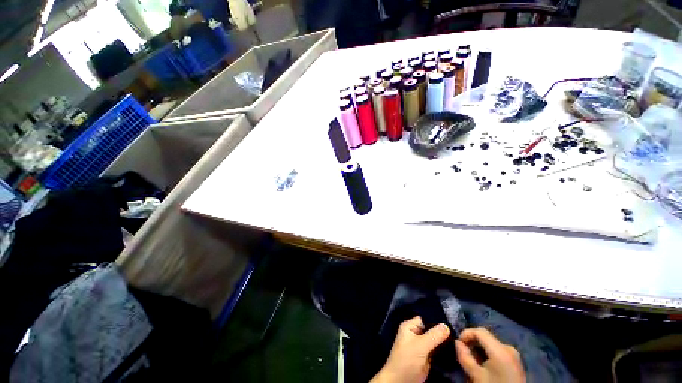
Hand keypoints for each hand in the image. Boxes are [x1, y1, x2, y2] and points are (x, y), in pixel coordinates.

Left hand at [371, 316, 450, 382]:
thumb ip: (433, 335)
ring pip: (436, 340)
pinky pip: (437, 350)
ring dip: (445, 341)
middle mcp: (416, 334)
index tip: (452, 320)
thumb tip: (446, 325)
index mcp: (410, 326)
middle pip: (431, 329)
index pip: (425, 318)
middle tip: (458, 332)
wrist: (401, 381)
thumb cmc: (407, 359)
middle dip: (443, 331)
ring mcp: (422, 346)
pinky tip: (455, 349)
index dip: (437, 319)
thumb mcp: (420, 345)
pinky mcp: (427, 357)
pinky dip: (444, 351)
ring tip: (459, 339)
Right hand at [455, 327, 525, 382]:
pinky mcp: (515, 361)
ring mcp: (514, 354)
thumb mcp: (476, 375)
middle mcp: (509, 347)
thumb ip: (465, 357)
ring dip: (479, 348)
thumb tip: (457, 342)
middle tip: (463, 352)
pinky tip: (483, 364)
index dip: (465, 333)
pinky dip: (487, 354)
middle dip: (472, 342)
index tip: (457, 343)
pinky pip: (497, 351)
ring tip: (472, 359)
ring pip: (490, 344)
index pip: (479, 331)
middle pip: (485, 337)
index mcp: (501, 349)